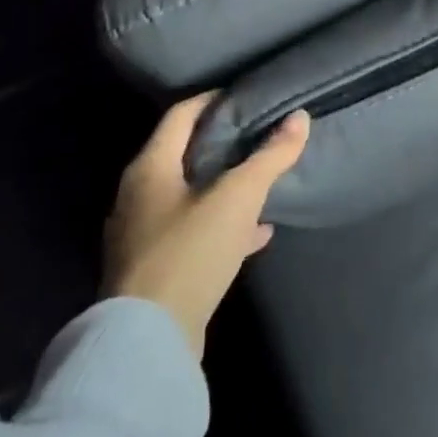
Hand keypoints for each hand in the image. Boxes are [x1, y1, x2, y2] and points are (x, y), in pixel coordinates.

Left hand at [103, 93, 308, 359]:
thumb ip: (270, 157)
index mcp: (150, 168)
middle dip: (222, 144)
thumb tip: (300, 117)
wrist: (149, 341)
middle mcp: (138, 196)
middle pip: (183, 155)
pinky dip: (223, 225)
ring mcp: (143, 236)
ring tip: (262, 181)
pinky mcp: (155, 269)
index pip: (180, 115)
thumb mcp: (238, 198)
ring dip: (224, 187)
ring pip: (190, 196)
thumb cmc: (190, 252)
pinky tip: (257, 232)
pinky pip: (193, 233)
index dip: (212, 100)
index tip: (245, 95)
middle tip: (259, 135)